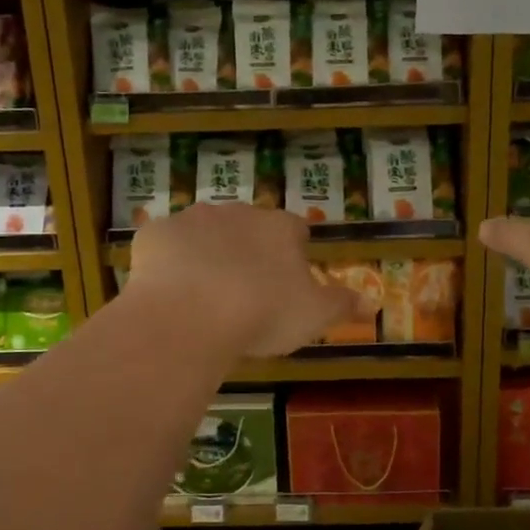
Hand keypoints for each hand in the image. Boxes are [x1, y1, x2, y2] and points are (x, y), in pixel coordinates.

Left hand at [127, 204, 361, 357]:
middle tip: (245, 293)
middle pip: (249, 227)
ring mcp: (192, 219)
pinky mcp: (155, 233)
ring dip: (208, 253)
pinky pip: (166, 244)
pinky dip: (169, 262)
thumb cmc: (262, 313)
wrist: (189, 315)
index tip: (287, 284)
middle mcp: (238, 213)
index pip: (295, 230)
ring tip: (205, 295)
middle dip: (248, 251)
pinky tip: (169, 293)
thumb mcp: (314, 316)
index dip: (293, 254)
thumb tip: (375, 302)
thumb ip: (343, 305)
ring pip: (205, 232)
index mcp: (279, 228)